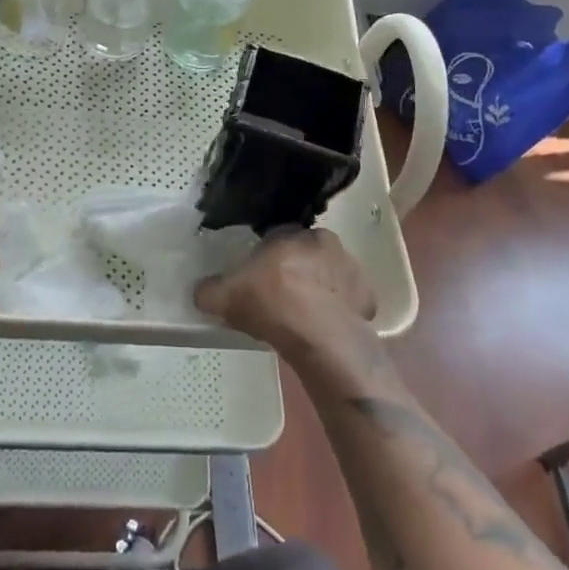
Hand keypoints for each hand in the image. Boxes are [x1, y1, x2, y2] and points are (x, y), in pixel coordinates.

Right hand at [195, 228, 378, 360]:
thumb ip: (209, 291)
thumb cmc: (272, 303)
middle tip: (278, 299)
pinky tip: (323, 330)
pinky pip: (348, 301)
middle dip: (294, 271)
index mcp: (292, 233)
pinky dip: (338, 312)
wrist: (321, 337)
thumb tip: (201, 291)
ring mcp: (351, 269)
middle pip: (304, 254)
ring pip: (329, 276)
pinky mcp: (367, 297)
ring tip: (301, 318)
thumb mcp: (226, 297)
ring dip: (318, 290)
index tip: (256, 281)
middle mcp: (325, 242)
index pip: (275, 238)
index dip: (264, 259)